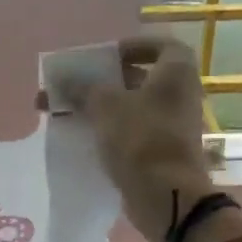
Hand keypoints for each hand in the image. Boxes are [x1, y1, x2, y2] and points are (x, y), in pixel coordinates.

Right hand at [52, 38, 213, 241]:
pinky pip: (132, 133)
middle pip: (139, 78)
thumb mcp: (105, 107)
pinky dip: (109, 131)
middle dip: (103, 82)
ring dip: (101, 108)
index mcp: (176, 72)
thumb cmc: (141, 139)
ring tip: (67, 114)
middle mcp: (180, 95)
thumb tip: (61, 78)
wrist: (166, 196)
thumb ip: (82, 89)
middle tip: (74, 87)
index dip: (131, 47)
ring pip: (132, 108)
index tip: (104, 57)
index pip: (159, 45)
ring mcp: (172, 126)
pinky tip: (83, 138)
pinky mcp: (162, 153)